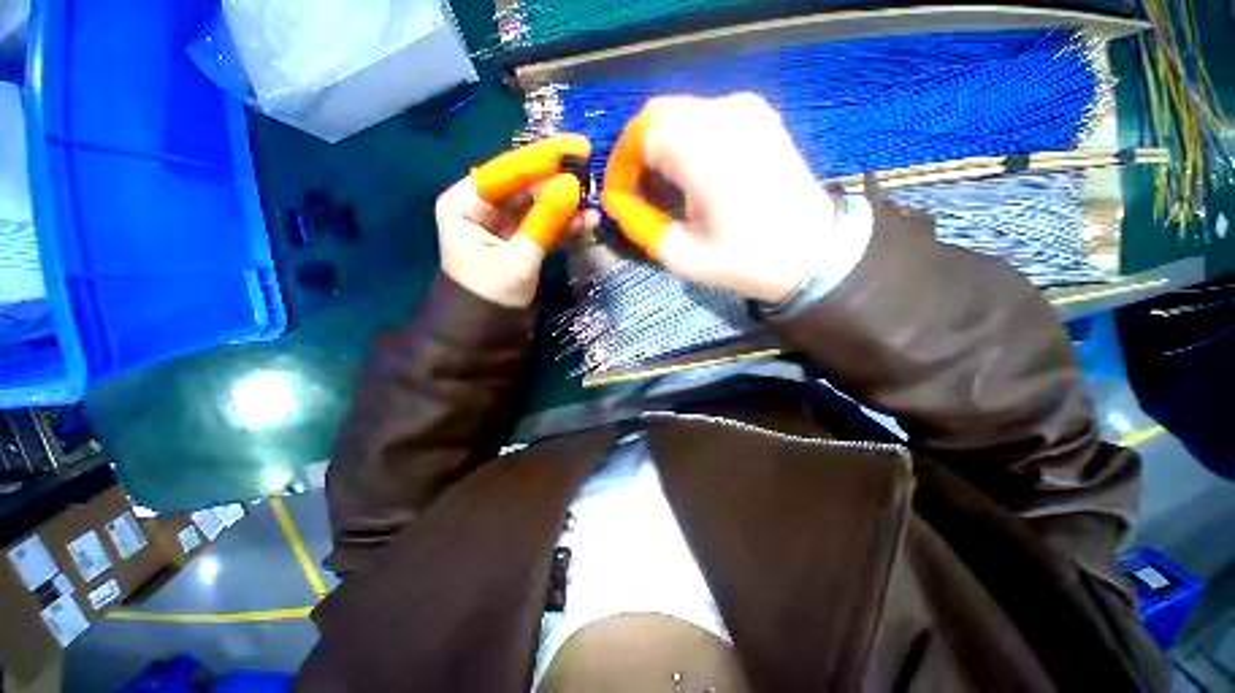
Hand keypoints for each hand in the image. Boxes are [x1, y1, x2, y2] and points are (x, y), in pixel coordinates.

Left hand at [436, 135, 590, 307]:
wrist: (485, 334)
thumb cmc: (490, 295)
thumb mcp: (519, 258)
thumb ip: (545, 221)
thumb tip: (573, 186)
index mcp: (466, 202)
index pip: (507, 171)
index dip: (542, 160)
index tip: (576, 148)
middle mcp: (483, 207)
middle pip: (525, 187)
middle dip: (557, 185)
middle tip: (591, 176)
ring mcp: (504, 225)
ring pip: (538, 207)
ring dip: (565, 207)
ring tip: (593, 206)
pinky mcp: (521, 241)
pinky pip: (543, 226)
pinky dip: (564, 226)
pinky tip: (586, 224)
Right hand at [601, 94, 841, 303]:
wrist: (811, 252)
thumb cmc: (745, 260)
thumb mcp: (681, 255)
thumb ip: (640, 224)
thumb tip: (617, 202)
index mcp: (703, 153)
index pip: (640, 137)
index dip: (621, 165)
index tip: (620, 195)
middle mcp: (723, 115)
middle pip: (657, 115)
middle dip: (637, 152)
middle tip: (637, 188)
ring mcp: (746, 109)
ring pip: (680, 112)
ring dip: (661, 145)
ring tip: (664, 185)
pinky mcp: (759, 115)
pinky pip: (705, 115)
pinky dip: (687, 139)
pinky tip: (693, 172)